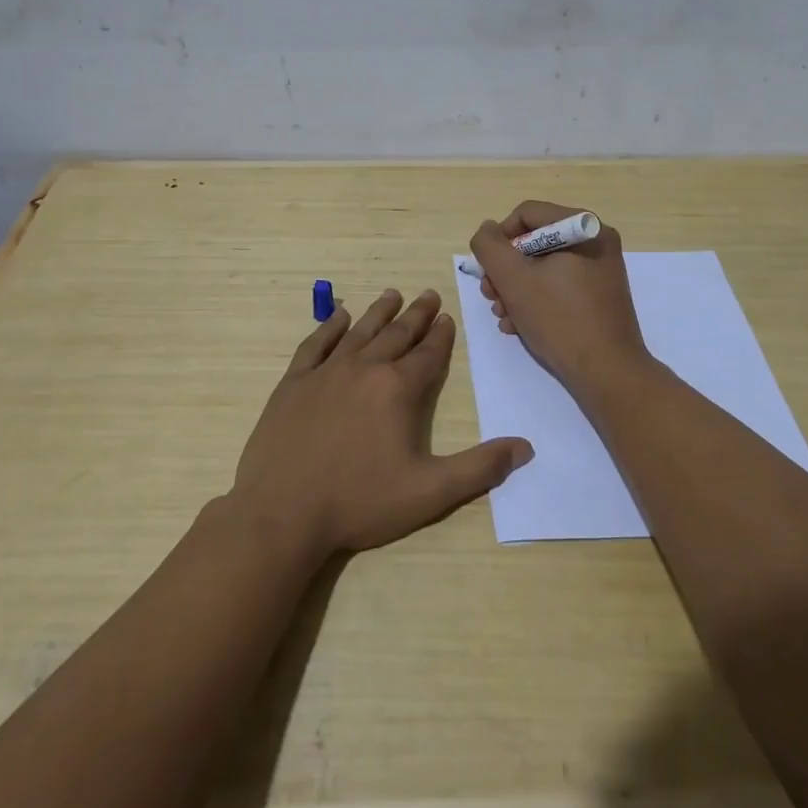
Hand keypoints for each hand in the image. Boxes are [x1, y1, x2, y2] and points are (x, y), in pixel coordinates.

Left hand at [229, 288, 533, 564]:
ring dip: (379, 312)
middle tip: (428, 294)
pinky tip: (339, 316)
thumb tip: (524, 447)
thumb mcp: (429, 492)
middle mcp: (364, 369)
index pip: (427, 354)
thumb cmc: (359, 502)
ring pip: (359, 331)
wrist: (282, 513)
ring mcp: (325, 372)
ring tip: (392, 294)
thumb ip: (479, 468)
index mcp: (398, 389)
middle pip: (397, 334)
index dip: (441, 336)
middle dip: (416, 315)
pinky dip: (330, 327)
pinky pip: (315, 344)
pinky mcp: (294, 383)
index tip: (447, 318)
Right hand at [469, 202, 651, 396]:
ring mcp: (598, 271)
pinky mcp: (597, 297)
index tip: (488, 271)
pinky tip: (518, 326)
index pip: (526, 214)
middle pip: (533, 242)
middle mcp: (595, 243)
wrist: (607, 373)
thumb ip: (490, 247)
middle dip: (505, 271)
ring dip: (514, 290)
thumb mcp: (514, 279)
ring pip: (541, 267)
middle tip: (491, 297)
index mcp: (584, 228)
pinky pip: (557, 286)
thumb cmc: (560, 319)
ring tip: (503, 317)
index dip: (499, 239)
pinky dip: (534, 301)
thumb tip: (487, 230)